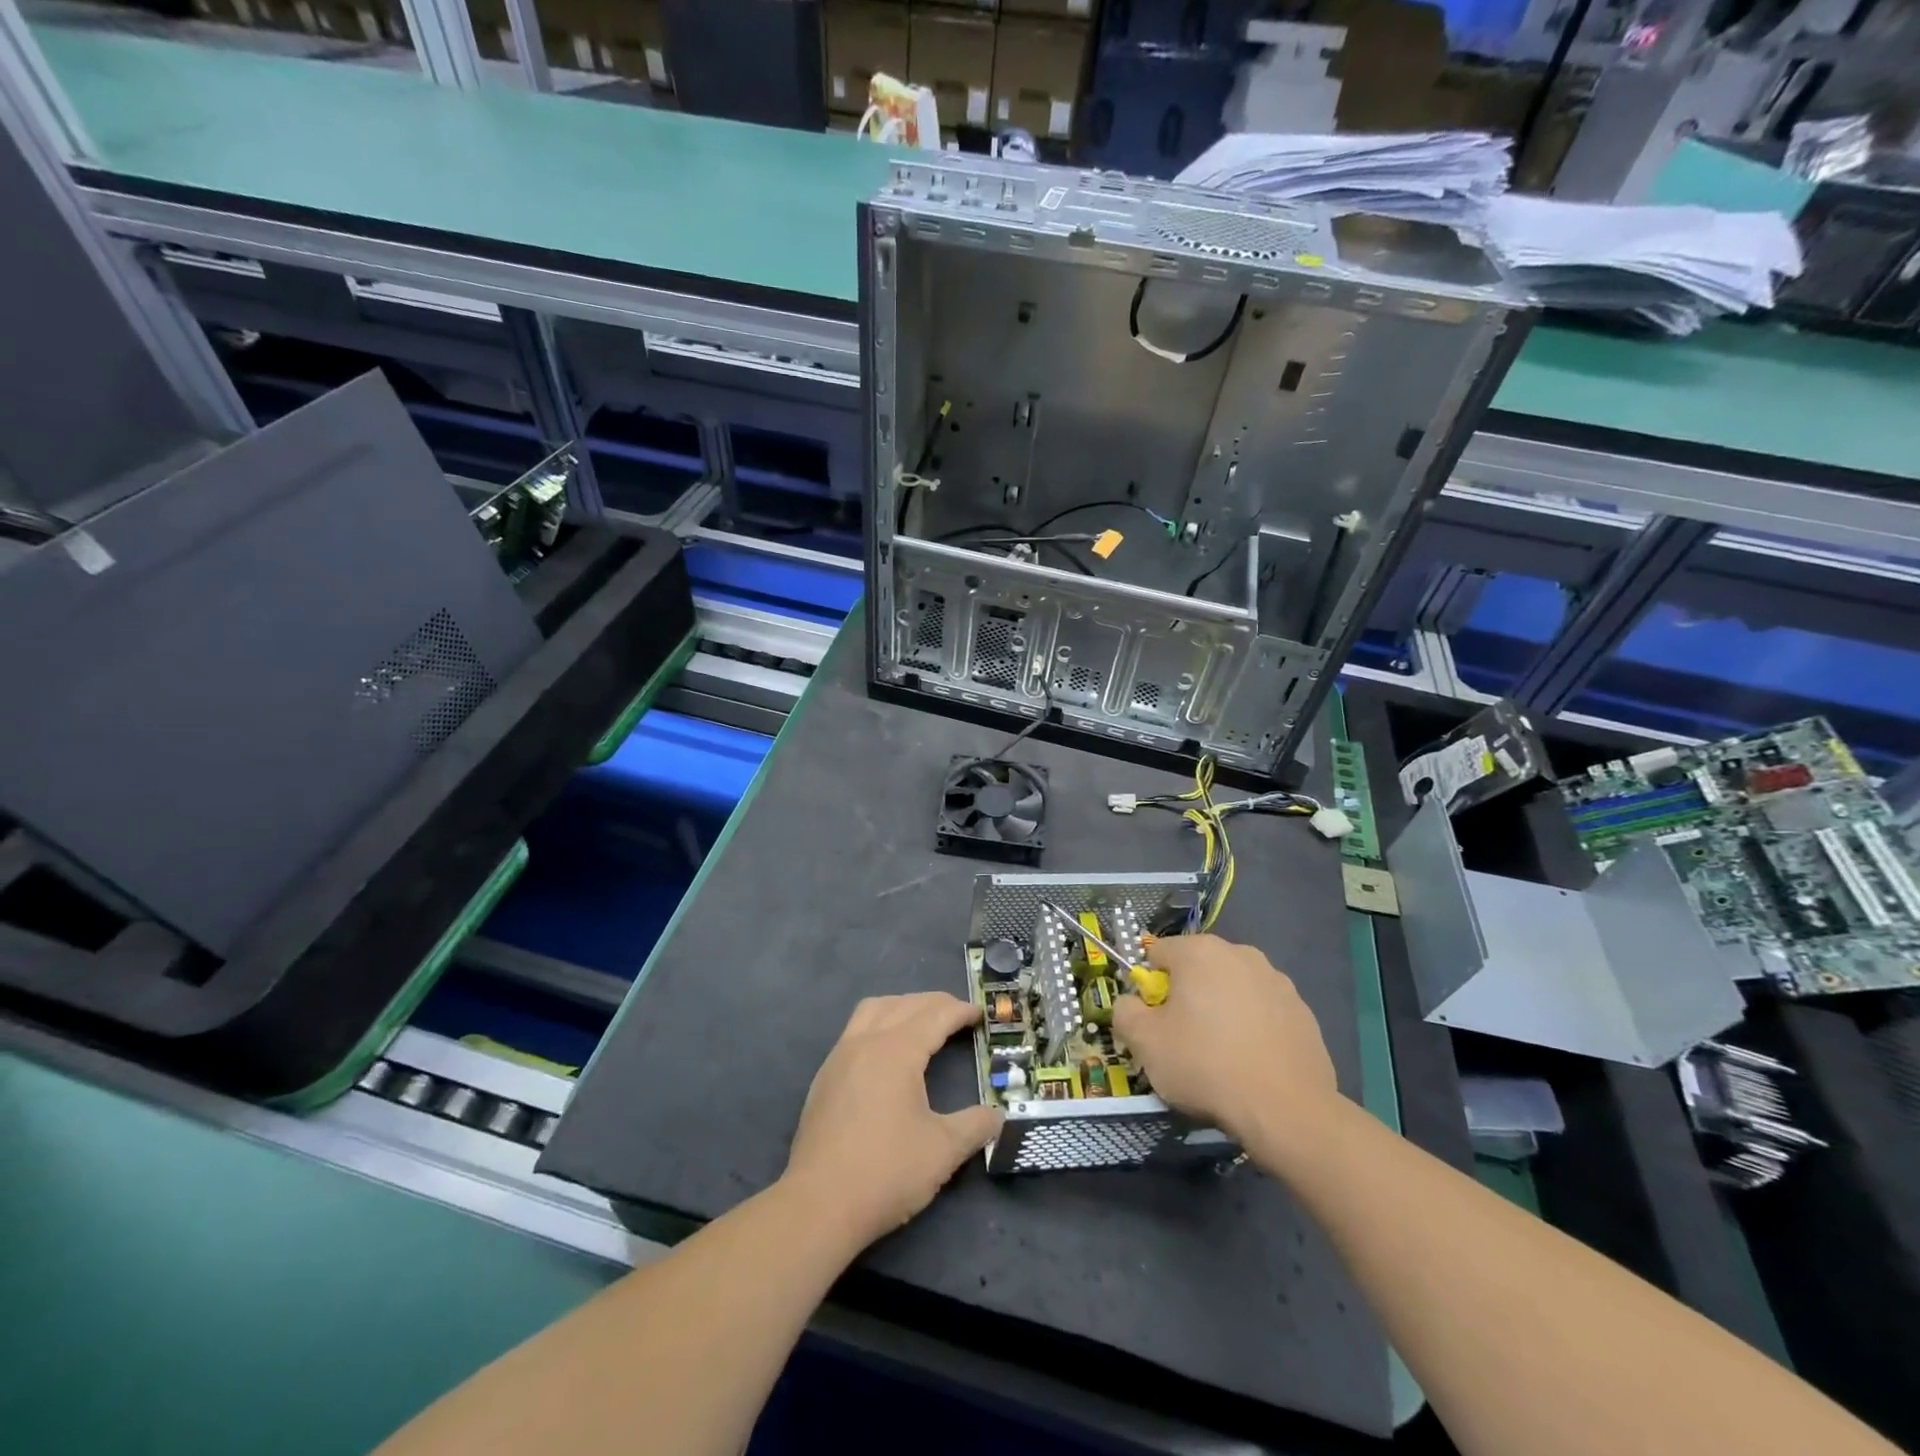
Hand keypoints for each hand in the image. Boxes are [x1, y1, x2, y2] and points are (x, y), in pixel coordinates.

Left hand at [785, 992, 1001, 1248]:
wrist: (818, 1205)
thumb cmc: (886, 1171)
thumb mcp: (943, 1151)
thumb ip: (975, 1126)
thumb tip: (998, 1116)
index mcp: (897, 1050)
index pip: (935, 1015)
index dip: (960, 1011)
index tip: (980, 1014)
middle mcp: (866, 1042)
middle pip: (904, 1004)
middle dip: (934, 1004)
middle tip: (958, 1016)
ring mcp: (839, 1057)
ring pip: (873, 1010)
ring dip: (902, 1006)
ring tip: (922, 1022)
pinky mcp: (824, 1078)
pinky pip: (855, 1030)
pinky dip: (879, 1024)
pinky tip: (886, 1053)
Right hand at [1113, 934, 1339, 1153]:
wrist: (1287, 1110)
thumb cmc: (1205, 1065)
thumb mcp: (1144, 1042)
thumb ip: (1124, 1012)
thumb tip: (1131, 1003)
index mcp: (1199, 951)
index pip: (1158, 954)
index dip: (1150, 988)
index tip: (1155, 1022)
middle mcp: (1240, 953)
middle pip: (1197, 969)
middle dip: (1187, 996)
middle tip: (1184, 1040)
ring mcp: (1277, 981)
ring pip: (1232, 989)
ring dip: (1221, 1010)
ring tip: (1221, 1056)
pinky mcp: (1303, 1011)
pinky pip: (1263, 1012)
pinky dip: (1253, 1028)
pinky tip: (1251, 1063)